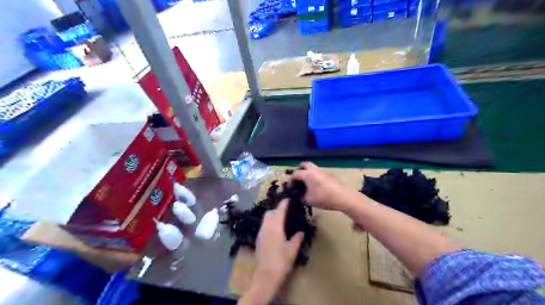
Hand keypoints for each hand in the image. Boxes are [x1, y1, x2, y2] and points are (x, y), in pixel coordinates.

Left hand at [250, 201, 302, 299]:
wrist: (265, 276)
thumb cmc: (281, 261)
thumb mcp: (292, 249)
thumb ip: (297, 238)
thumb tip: (301, 231)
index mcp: (275, 226)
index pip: (279, 210)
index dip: (284, 203)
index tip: (289, 198)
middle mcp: (266, 227)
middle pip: (270, 212)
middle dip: (277, 209)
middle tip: (286, 211)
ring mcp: (260, 233)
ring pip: (265, 219)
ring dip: (272, 216)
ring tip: (282, 220)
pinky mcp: (258, 240)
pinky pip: (264, 226)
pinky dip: (269, 223)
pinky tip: (276, 231)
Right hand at [292, 163, 351, 210]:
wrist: (342, 197)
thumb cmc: (323, 197)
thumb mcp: (308, 200)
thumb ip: (300, 197)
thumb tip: (297, 197)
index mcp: (307, 174)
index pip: (295, 174)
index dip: (290, 180)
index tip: (289, 187)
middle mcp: (314, 170)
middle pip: (304, 165)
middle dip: (299, 170)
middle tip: (297, 179)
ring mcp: (322, 171)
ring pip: (312, 168)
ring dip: (307, 173)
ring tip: (306, 183)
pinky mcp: (329, 175)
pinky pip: (318, 172)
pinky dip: (314, 176)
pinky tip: (315, 186)